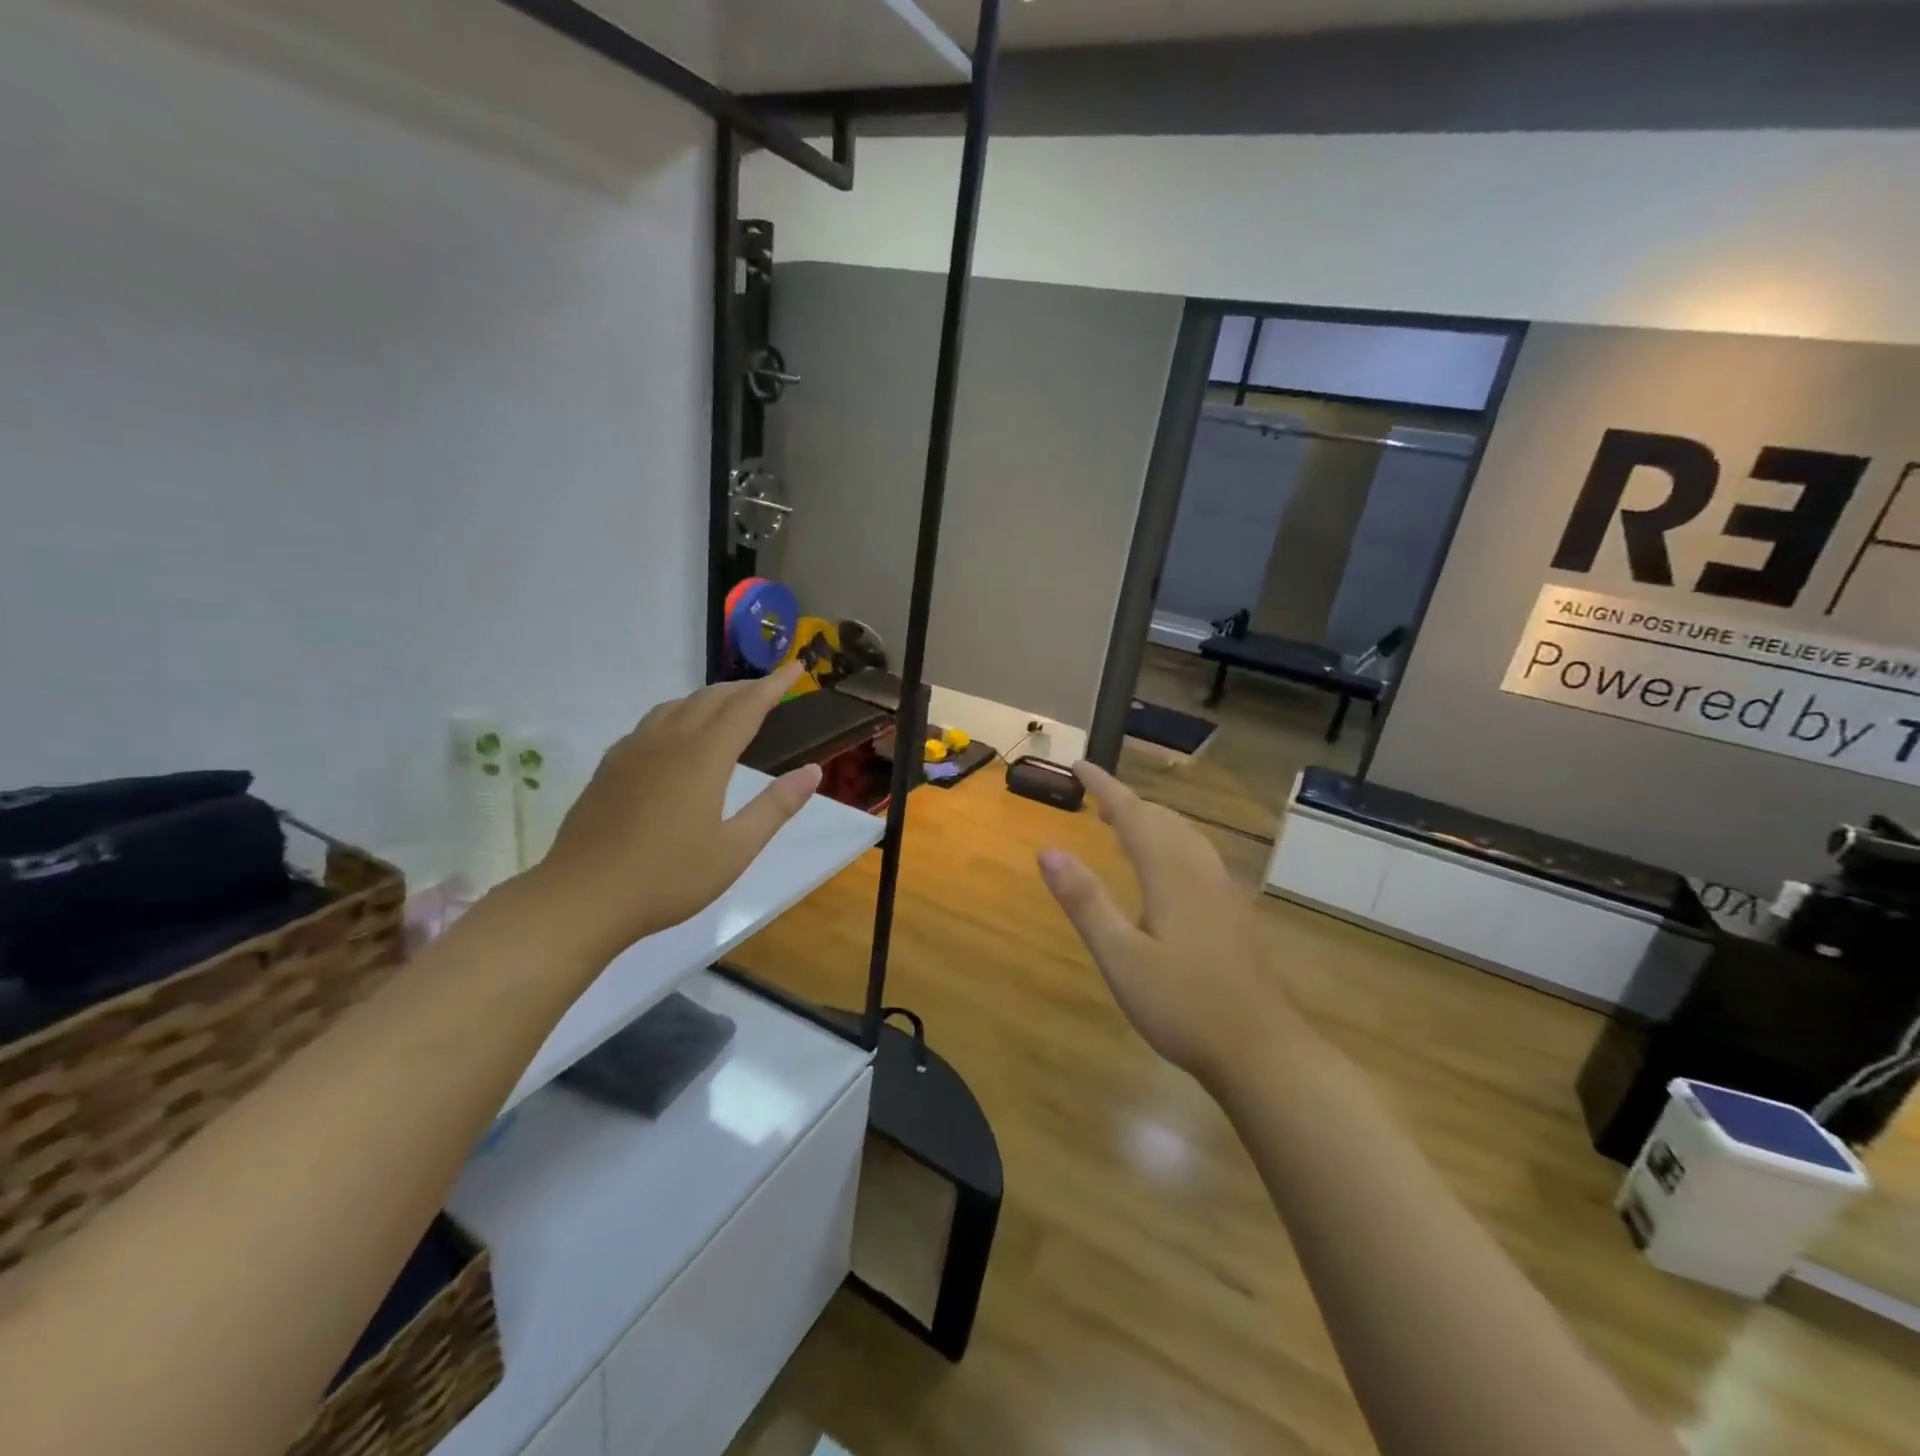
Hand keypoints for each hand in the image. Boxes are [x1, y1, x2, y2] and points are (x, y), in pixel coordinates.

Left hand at [525, 663, 821, 961]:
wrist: (582, 897)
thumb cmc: (668, 877)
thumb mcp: (736, 849)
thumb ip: (776, 806)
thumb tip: (812, 770)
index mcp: (704, 756)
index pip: (747, 707)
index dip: (774, 685)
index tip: (796, 668)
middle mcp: (668, 741)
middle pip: (711, 698)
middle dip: (745, 688)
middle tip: (770, 688)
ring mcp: (633, 750)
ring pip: (677, 705)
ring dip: (710, 697)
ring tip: (729, 704)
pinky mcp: (610, 766)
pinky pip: (652, 723)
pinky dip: (679, 714)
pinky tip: (677, 735)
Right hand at [1036, 762, 1303, 1084]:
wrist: (1263, 1051)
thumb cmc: (1183, 1005)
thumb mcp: (1120, 956)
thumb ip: (1085, 901)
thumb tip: (1047, 849)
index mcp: (1171, 873)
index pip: (1133, 814)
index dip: (1105, 786)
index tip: (1080, 764)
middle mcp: (1201, 872)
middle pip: (1163, 820)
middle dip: (1129, 802)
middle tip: (1097, 795)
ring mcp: (1225, 894)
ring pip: (1186, 838)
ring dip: (1153, 822)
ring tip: (1126, 824)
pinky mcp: (1236, 916)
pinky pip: (1199, 859)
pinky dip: (1173, 844)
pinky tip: (1169, 871)